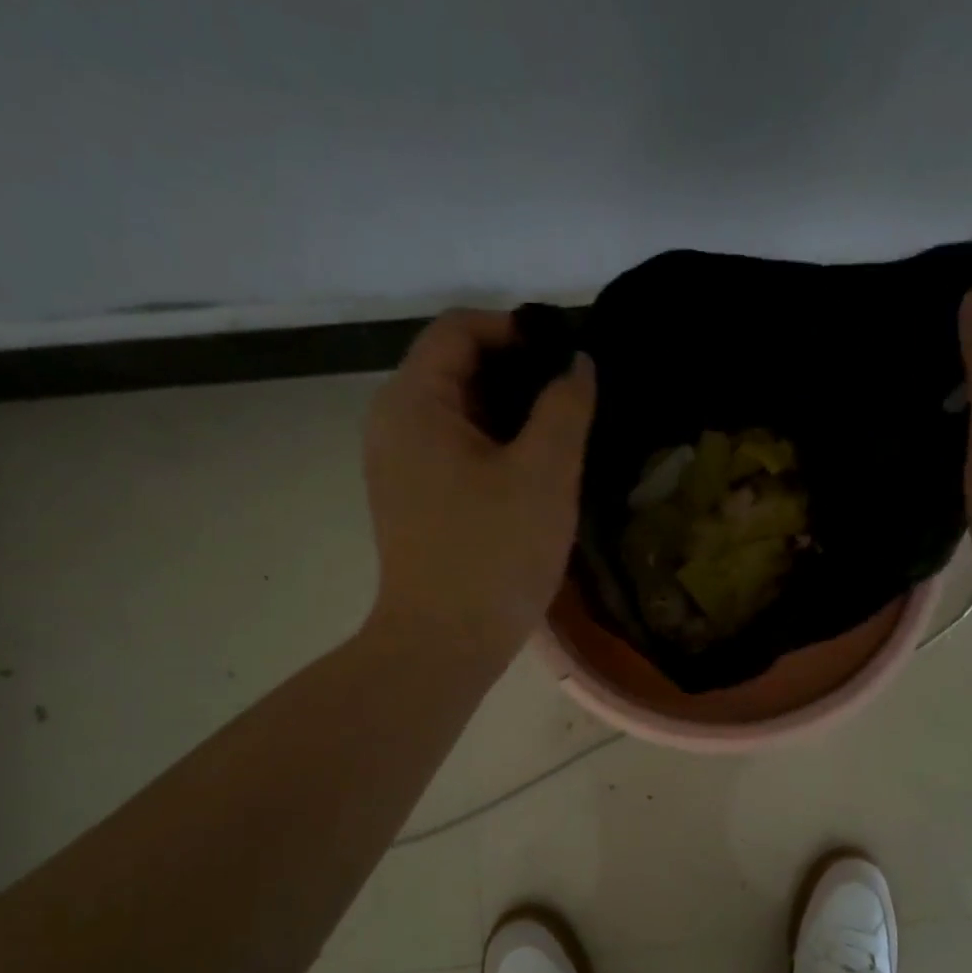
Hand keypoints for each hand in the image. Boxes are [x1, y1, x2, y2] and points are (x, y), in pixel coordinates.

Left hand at [365, 309, 596, 658]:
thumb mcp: (544, 474)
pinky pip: (454, 450)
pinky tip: (532, 474)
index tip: (566, 361)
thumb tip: (578, 363)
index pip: (460, 329)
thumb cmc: (494, 553)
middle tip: (573, 401)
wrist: (446, 643)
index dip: (517, 331)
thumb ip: (565, 407)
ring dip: (510, 415)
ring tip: (561, 437)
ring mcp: (399, 465)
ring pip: (458, 412)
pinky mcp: (412, 499)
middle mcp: (393, 423)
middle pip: (456, 367)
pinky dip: (493, 447)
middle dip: (517, 375)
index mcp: (414, 402)